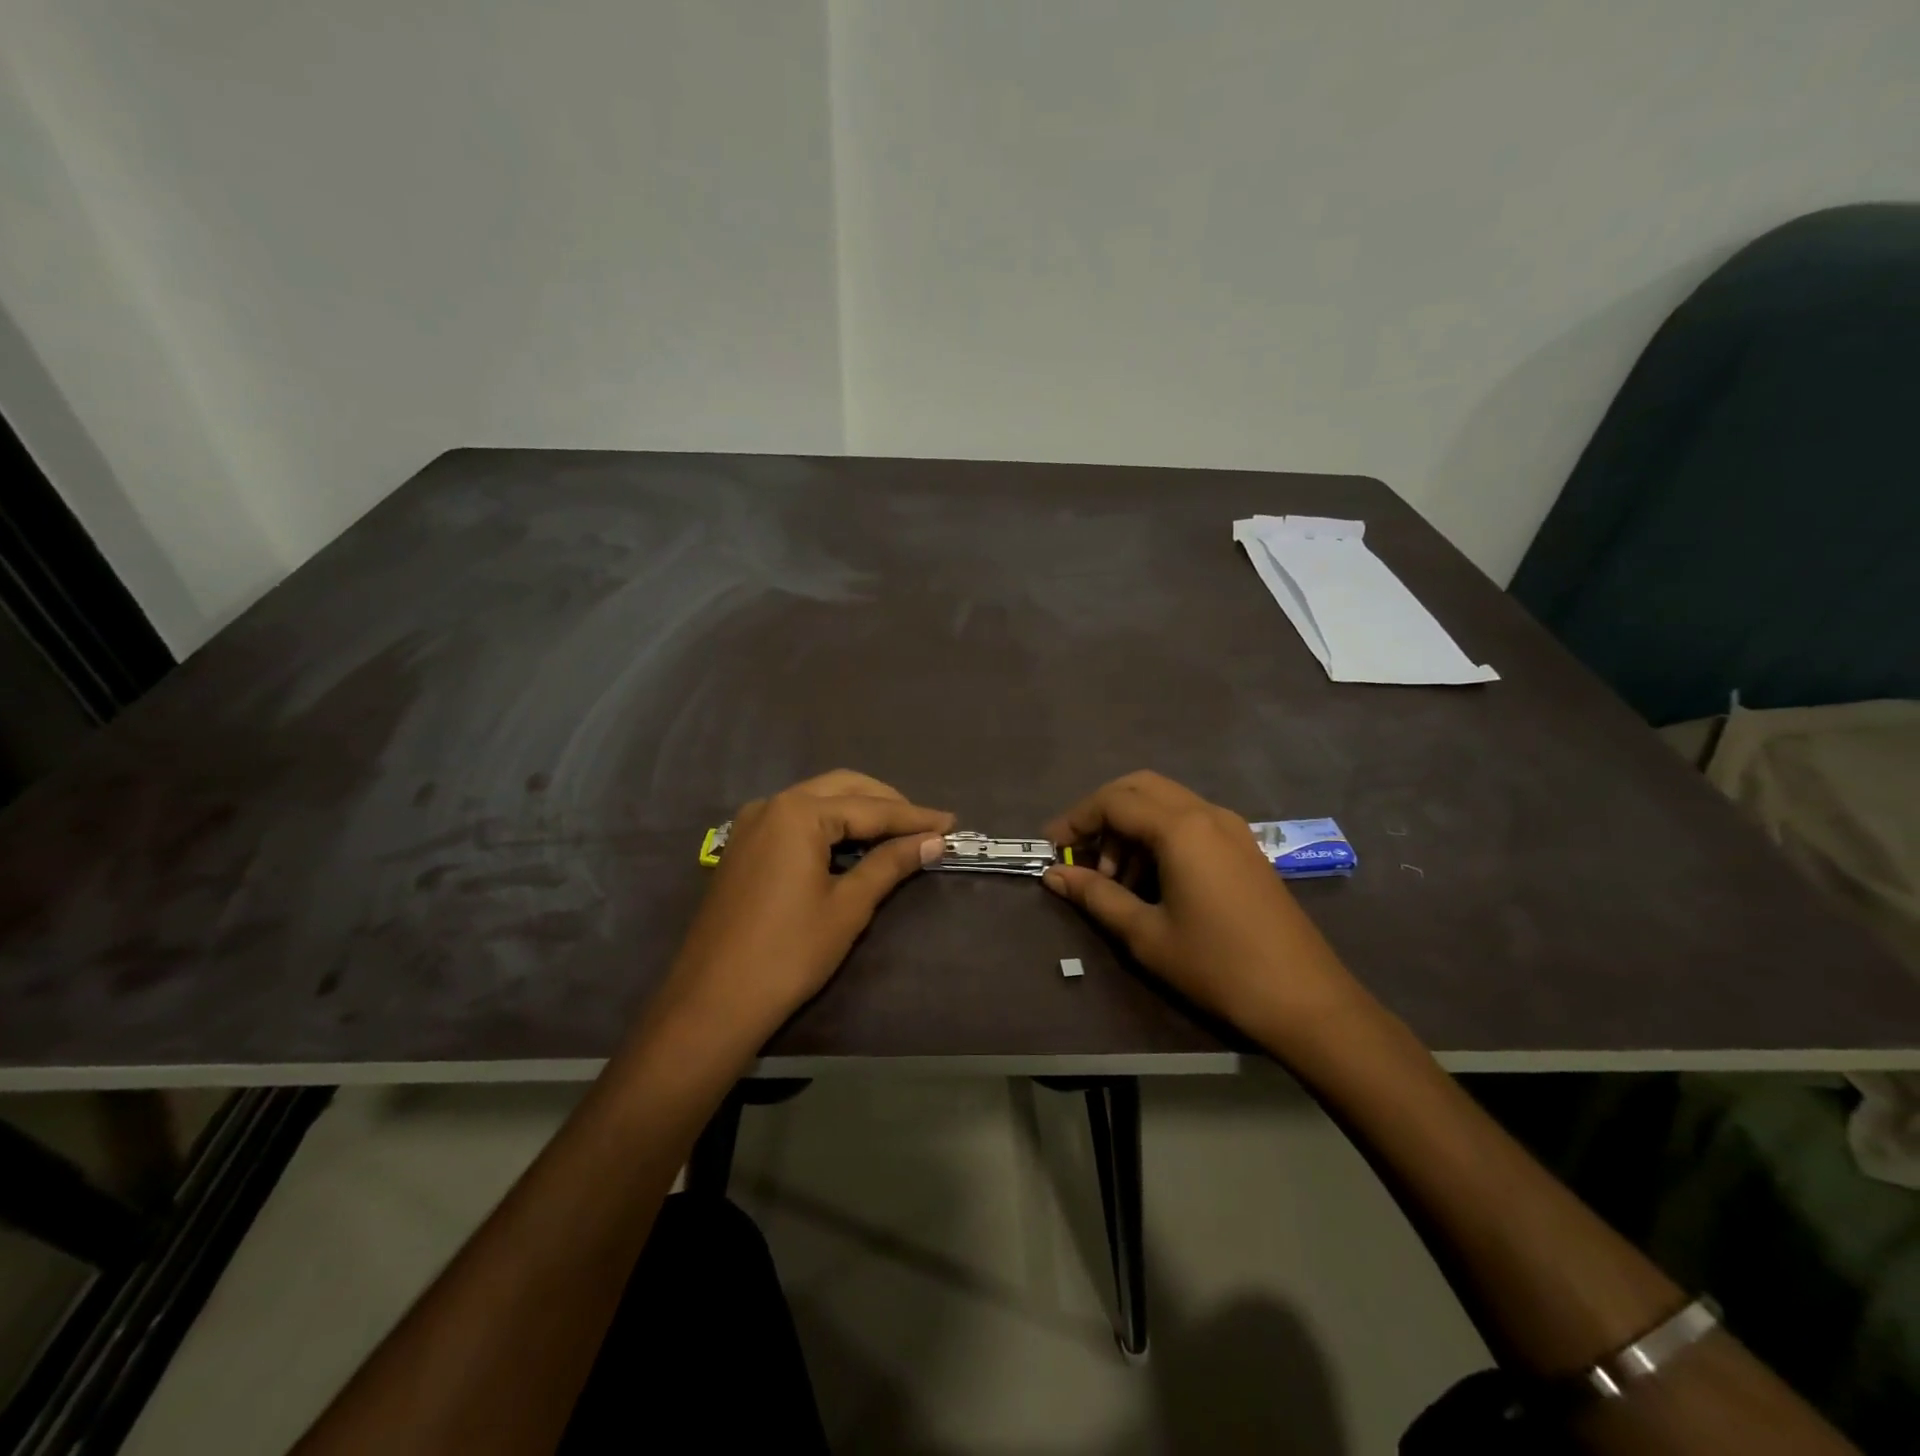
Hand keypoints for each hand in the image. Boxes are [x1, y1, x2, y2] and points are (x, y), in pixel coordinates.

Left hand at [658, 771, 954, 1045]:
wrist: (713, 1001)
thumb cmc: (789, 953)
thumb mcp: (848, 907)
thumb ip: (890, 864)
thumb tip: (933, 841)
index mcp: (799, 812)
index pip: (870, 808)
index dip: (914, 817)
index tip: (952, 823)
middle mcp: (772, 804)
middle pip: (842, 789)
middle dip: (886, 803)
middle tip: (925, 826)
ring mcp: (751, 824)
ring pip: (817, 800)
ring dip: (858, 810)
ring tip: (896, 833)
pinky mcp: (742, 847)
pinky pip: (795, 819)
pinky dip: (829, 824)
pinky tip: (851, 844)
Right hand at [1041, 771, 1360, 1043]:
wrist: (1305, 1000)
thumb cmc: (1217, 966)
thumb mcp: (1146, 934)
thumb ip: (1096, 896)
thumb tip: (1054, 875)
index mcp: (1181, 828)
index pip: (1113, 801)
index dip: (1075, 820)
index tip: (1051, 848)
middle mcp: (1207, 814)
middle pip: (1140, 788)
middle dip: (1103, 815)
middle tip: (1082, 857)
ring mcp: (1232, 828)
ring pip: (1166, 803)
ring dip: (1132, 828)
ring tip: (1116, 882)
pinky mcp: (1245, 848)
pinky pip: (1190, 822)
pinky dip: (1160, 837)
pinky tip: (1153, 882)